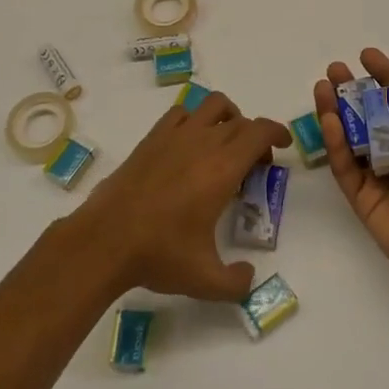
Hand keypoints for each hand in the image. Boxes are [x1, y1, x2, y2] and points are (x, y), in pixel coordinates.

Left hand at [73, 92, 290, 302]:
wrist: (105, 240)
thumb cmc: (159, 254)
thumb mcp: (205, 280)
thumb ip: (236, 282)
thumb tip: (249, 276)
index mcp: (222, 169)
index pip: (259, 132)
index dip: (276, 132)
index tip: (283, 145)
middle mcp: (202, 143)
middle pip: (239, 122)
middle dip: (255, 138)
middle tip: (255, 166)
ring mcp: (174, 136)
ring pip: (212, 106)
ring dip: (228, 117)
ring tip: (226, 142)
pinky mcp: (151, 139)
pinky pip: (181, 114)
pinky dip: (194, 120)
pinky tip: (190, 144)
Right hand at [315, 48, 388, 296]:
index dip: (383, 77)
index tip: (365, 56)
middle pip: (369, 115)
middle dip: (351, 91)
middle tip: (334, 70)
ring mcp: (379, 176)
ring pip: (351, 138)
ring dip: (336, 112)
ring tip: (322, 87)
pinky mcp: (362, 198)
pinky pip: (344, 166)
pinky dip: (334, 143)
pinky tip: (329, 119)